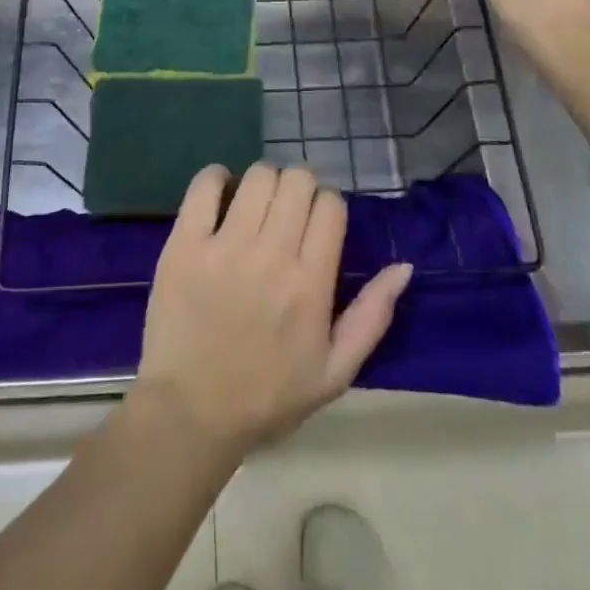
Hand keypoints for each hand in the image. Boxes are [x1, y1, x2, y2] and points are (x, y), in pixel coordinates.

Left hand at [133, 164, 412, 458]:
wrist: (191, 414)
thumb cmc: (267, 396)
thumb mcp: (335, 372)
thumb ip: (373, 317)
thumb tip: (403, 267)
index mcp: (310, 284)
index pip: (330, 206)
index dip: (328, 206)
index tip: (317, 223)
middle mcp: (271, 255)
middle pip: (297, 180)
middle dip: (299, 187)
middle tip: (287, 212)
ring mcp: (225, 246)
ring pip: (258, 176)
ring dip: (263, 182)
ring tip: (256, 205)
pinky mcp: (185, 244)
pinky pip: (204, 185)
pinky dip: (215, 178)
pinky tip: (220, 195)